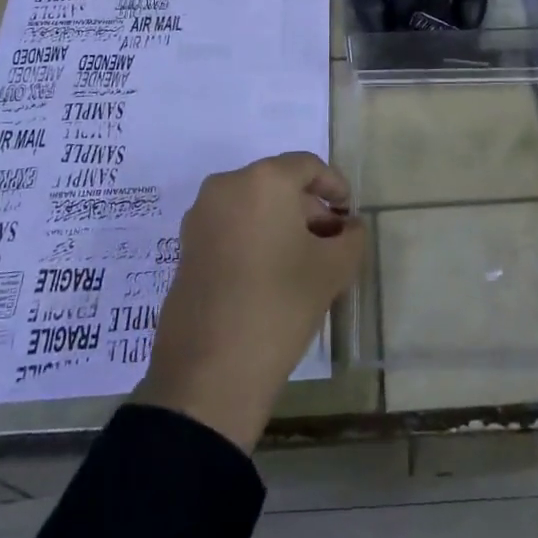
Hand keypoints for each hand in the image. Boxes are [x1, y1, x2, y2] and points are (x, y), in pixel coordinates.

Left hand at [134, 152, 365, 451]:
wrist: (210, 371)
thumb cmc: (280, 304)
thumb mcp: (333, 269)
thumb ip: (351, 238)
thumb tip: (349, 227)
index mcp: (263, 179)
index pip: (308, 167)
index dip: (335, 187)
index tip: (349, 217)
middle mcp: (226, 185)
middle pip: (278, 184)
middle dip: (309, 209)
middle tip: (332, 243)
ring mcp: (201, 216)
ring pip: (253, 206)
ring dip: (282, 224)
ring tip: (305, 262)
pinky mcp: (186, 246)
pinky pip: (231, 226)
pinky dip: (256, 237)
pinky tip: (273, 274)